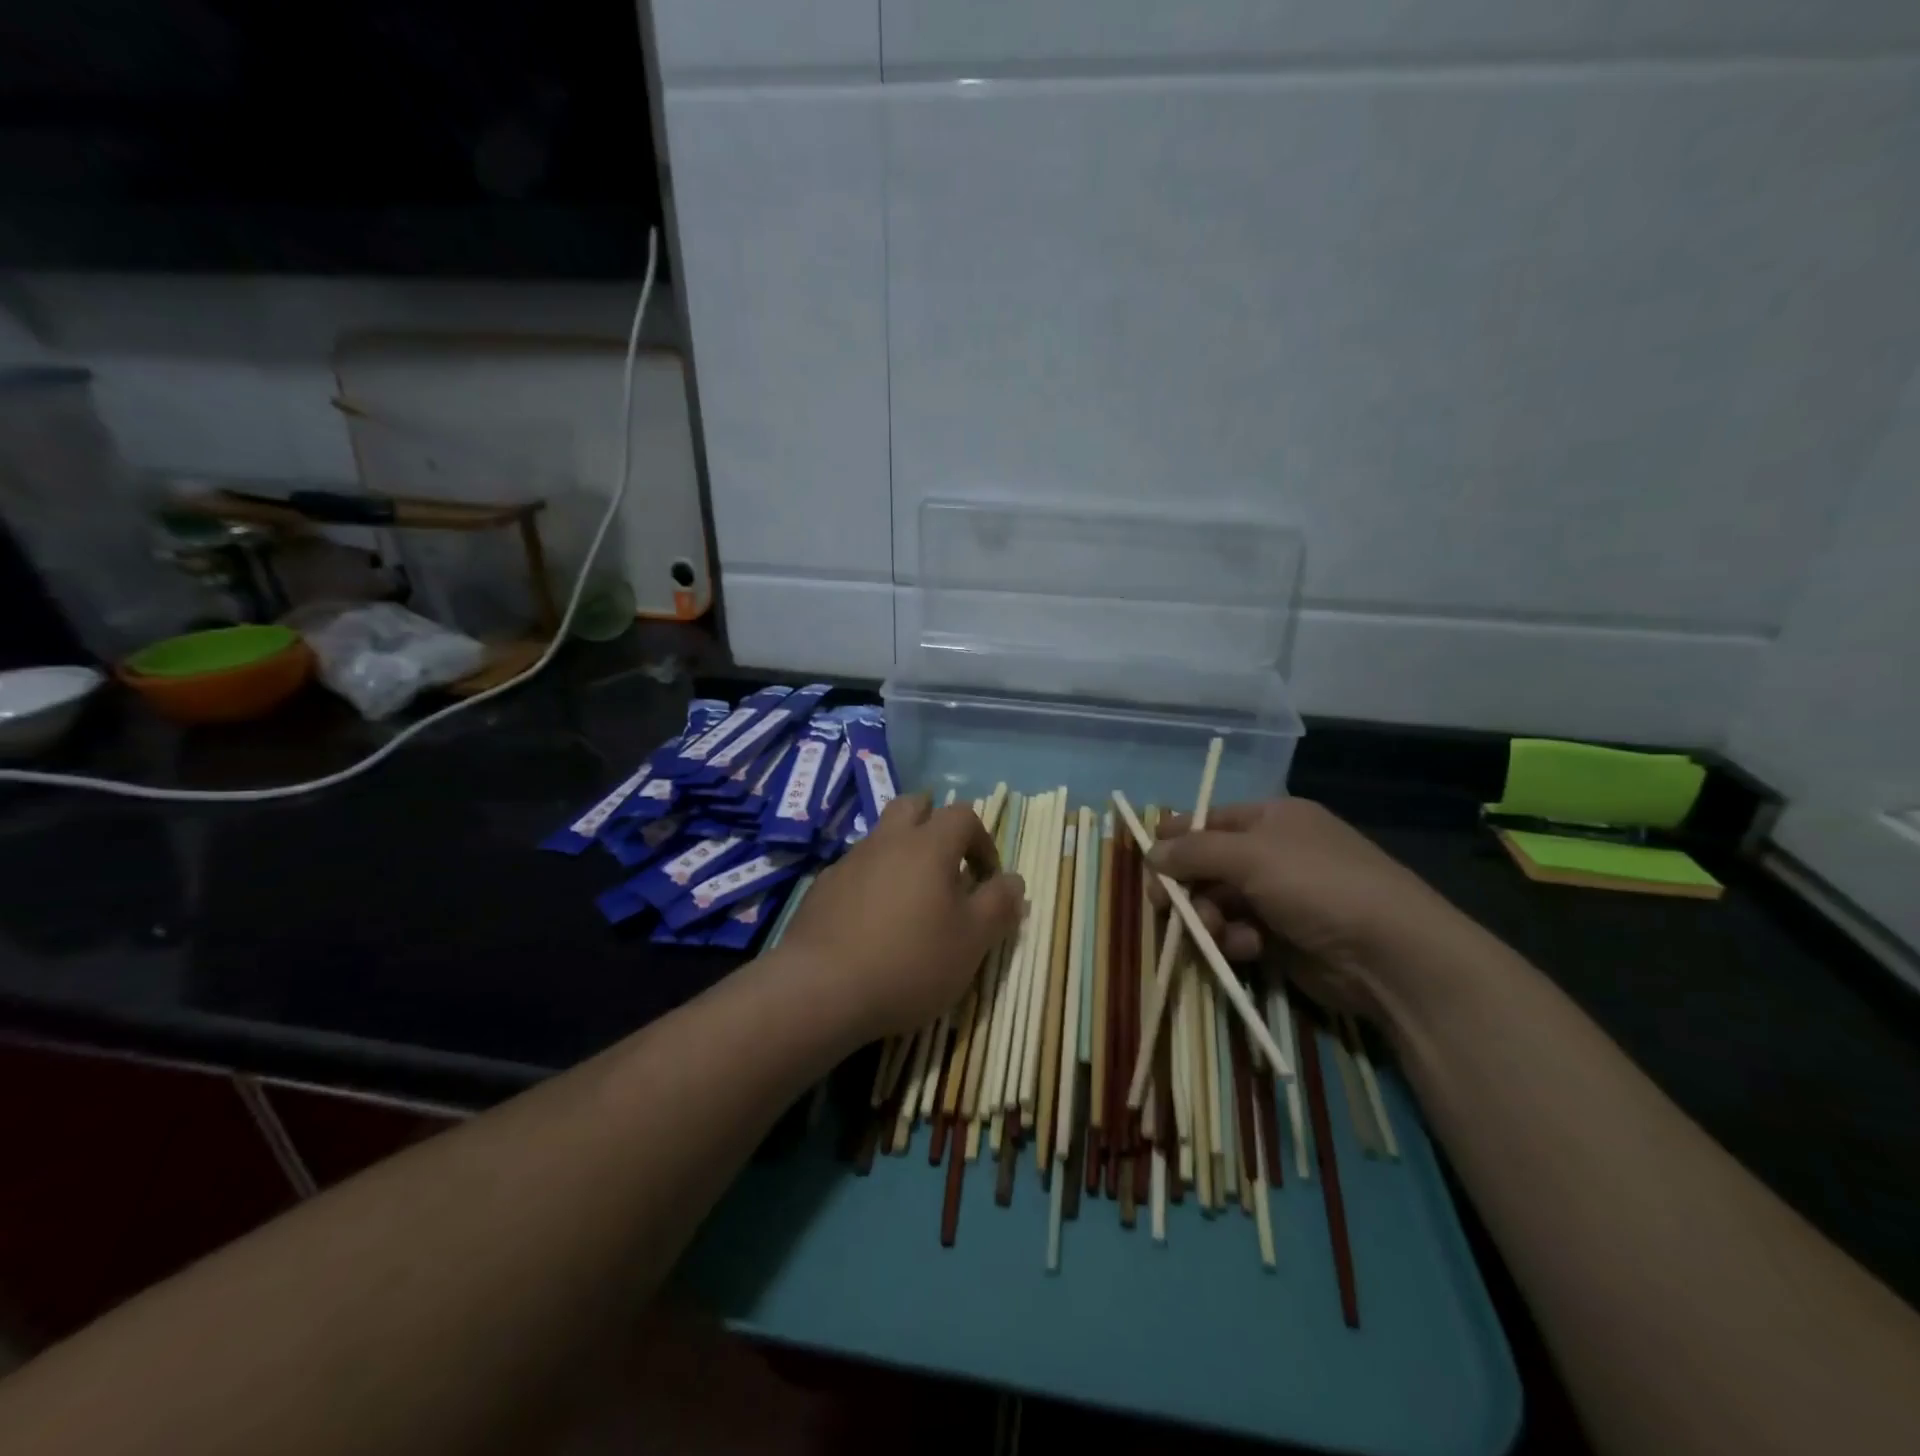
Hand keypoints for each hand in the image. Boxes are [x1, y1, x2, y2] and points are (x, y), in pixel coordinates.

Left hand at [773, 794, 1024, 1046]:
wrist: (820, 990)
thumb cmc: (909, 961)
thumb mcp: (972, 941)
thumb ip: (998, 905)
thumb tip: (1013, 880)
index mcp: (928, 845)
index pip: (963, 815)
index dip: (982, 841)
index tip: (986, 880)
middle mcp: (887, 841)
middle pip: (913, 806)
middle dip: (935, 826)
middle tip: (947, 868)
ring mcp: (849, 862)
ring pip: (882, 838)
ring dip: (902, 856)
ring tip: (911, 904)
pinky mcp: (822, 889)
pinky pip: (856, 871)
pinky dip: (872, 884)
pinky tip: (873, 926)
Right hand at [1150, 798, 1480, 1022]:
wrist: (1391, 955)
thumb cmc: (1318, 885)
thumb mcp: (1251, 856)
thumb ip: (1194, 851)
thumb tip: (1150, 851)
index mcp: (1272, 818)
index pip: (1209, 819)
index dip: (1177, 836)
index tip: (1148, 860)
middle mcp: (1273, 853)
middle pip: (1208, 864)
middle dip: (1187, 885)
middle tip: (1164, 905)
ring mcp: (1279, 896)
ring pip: (1218, 901)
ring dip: (1209, 917)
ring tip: (1216, 932)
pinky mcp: (1283, 937)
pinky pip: (1238, 931)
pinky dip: (1234, 939)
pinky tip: (1247, 948)